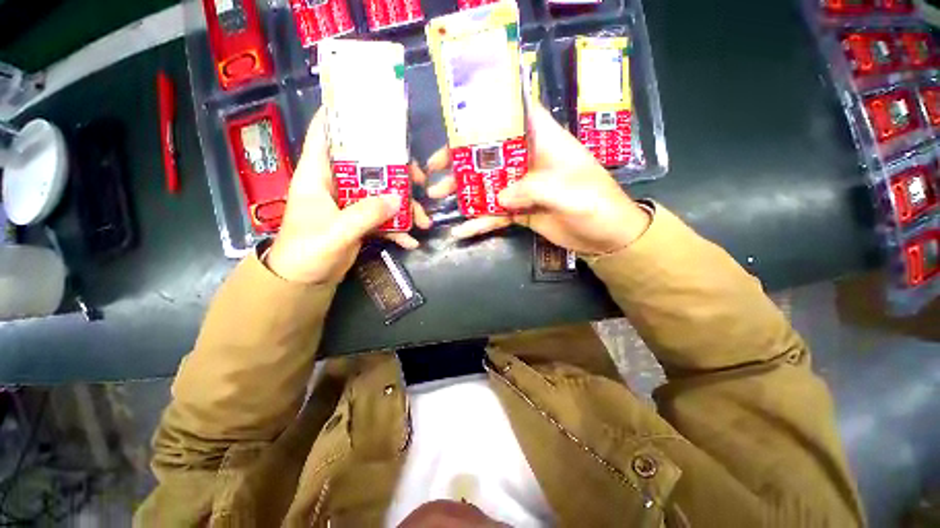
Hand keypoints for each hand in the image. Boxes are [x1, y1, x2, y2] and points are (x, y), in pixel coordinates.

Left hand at [266, 111, 432, 283]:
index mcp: (318, 175)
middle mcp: (336, 183)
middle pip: (368, 164)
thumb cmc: (307, 251)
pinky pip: (384, 217)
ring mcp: (351, 203)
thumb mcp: (335, 232)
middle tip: (420, 180)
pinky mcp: (361, 220)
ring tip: (423, 221)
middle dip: (396, 170)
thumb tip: (398, 199)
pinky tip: (411, 241)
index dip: (343, 116)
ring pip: (382, 193)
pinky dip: (398, 228)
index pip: (325, 134)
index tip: (371, 109)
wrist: (305, 281)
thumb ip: (365, 214)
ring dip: (405, 206)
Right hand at [426, 103, 650, 254]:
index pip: (517, 114)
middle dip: (461, 159)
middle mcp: (530, 161)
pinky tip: (463, 229)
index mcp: (545, 143)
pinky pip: (496, 213)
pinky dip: (480, 221)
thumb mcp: (569, 194)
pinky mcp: (521, 210)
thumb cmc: (597, 206)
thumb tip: (499, 196)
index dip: (489, 110)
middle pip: (491, 153)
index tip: (457, 117)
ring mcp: (523, 188)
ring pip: (488, 184)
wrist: (606, 237)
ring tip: (438, 198)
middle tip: (434, 169)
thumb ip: (533, 190)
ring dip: (464, 191)